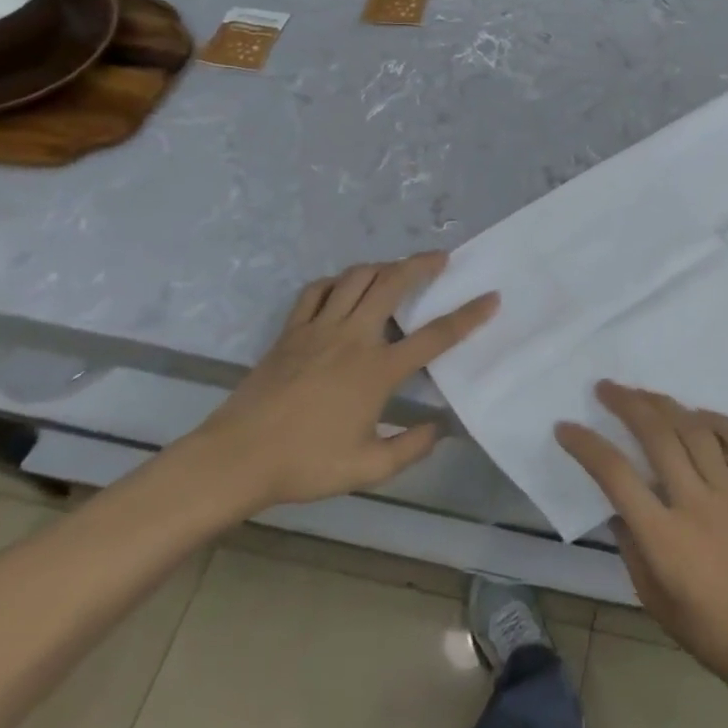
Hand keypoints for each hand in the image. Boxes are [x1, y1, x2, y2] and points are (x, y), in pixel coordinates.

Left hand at [190, 252, 496, 511]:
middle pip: (393, 283)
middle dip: (421, 264)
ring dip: (382, 266)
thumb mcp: (367, 469)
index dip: (468, 315)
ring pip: (356, 278)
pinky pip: (317, 291)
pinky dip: (336, 282)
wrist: (236, 459)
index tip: (491, 297)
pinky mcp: (291, 331)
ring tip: (396, 269)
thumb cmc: (305, 464)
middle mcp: (353, 338)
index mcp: (377, 370)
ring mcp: (319, 329)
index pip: (435, 336)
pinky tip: (344, 288)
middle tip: (440, 258)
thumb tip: (439, 430)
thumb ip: (410, 448)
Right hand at [557, 381, 727, 685]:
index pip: (616, 476)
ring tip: (644, 393)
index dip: (587, 446)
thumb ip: (632, 547)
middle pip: (657, 436)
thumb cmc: (706, 629)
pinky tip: (698, 414)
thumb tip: (618, 507)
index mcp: (663, 536)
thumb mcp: (652, 597)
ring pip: (695, 430)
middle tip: (605, 388)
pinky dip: (717, 420)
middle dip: (627, 405)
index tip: (566, 427)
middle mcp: (695, 503)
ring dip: (665, 405)